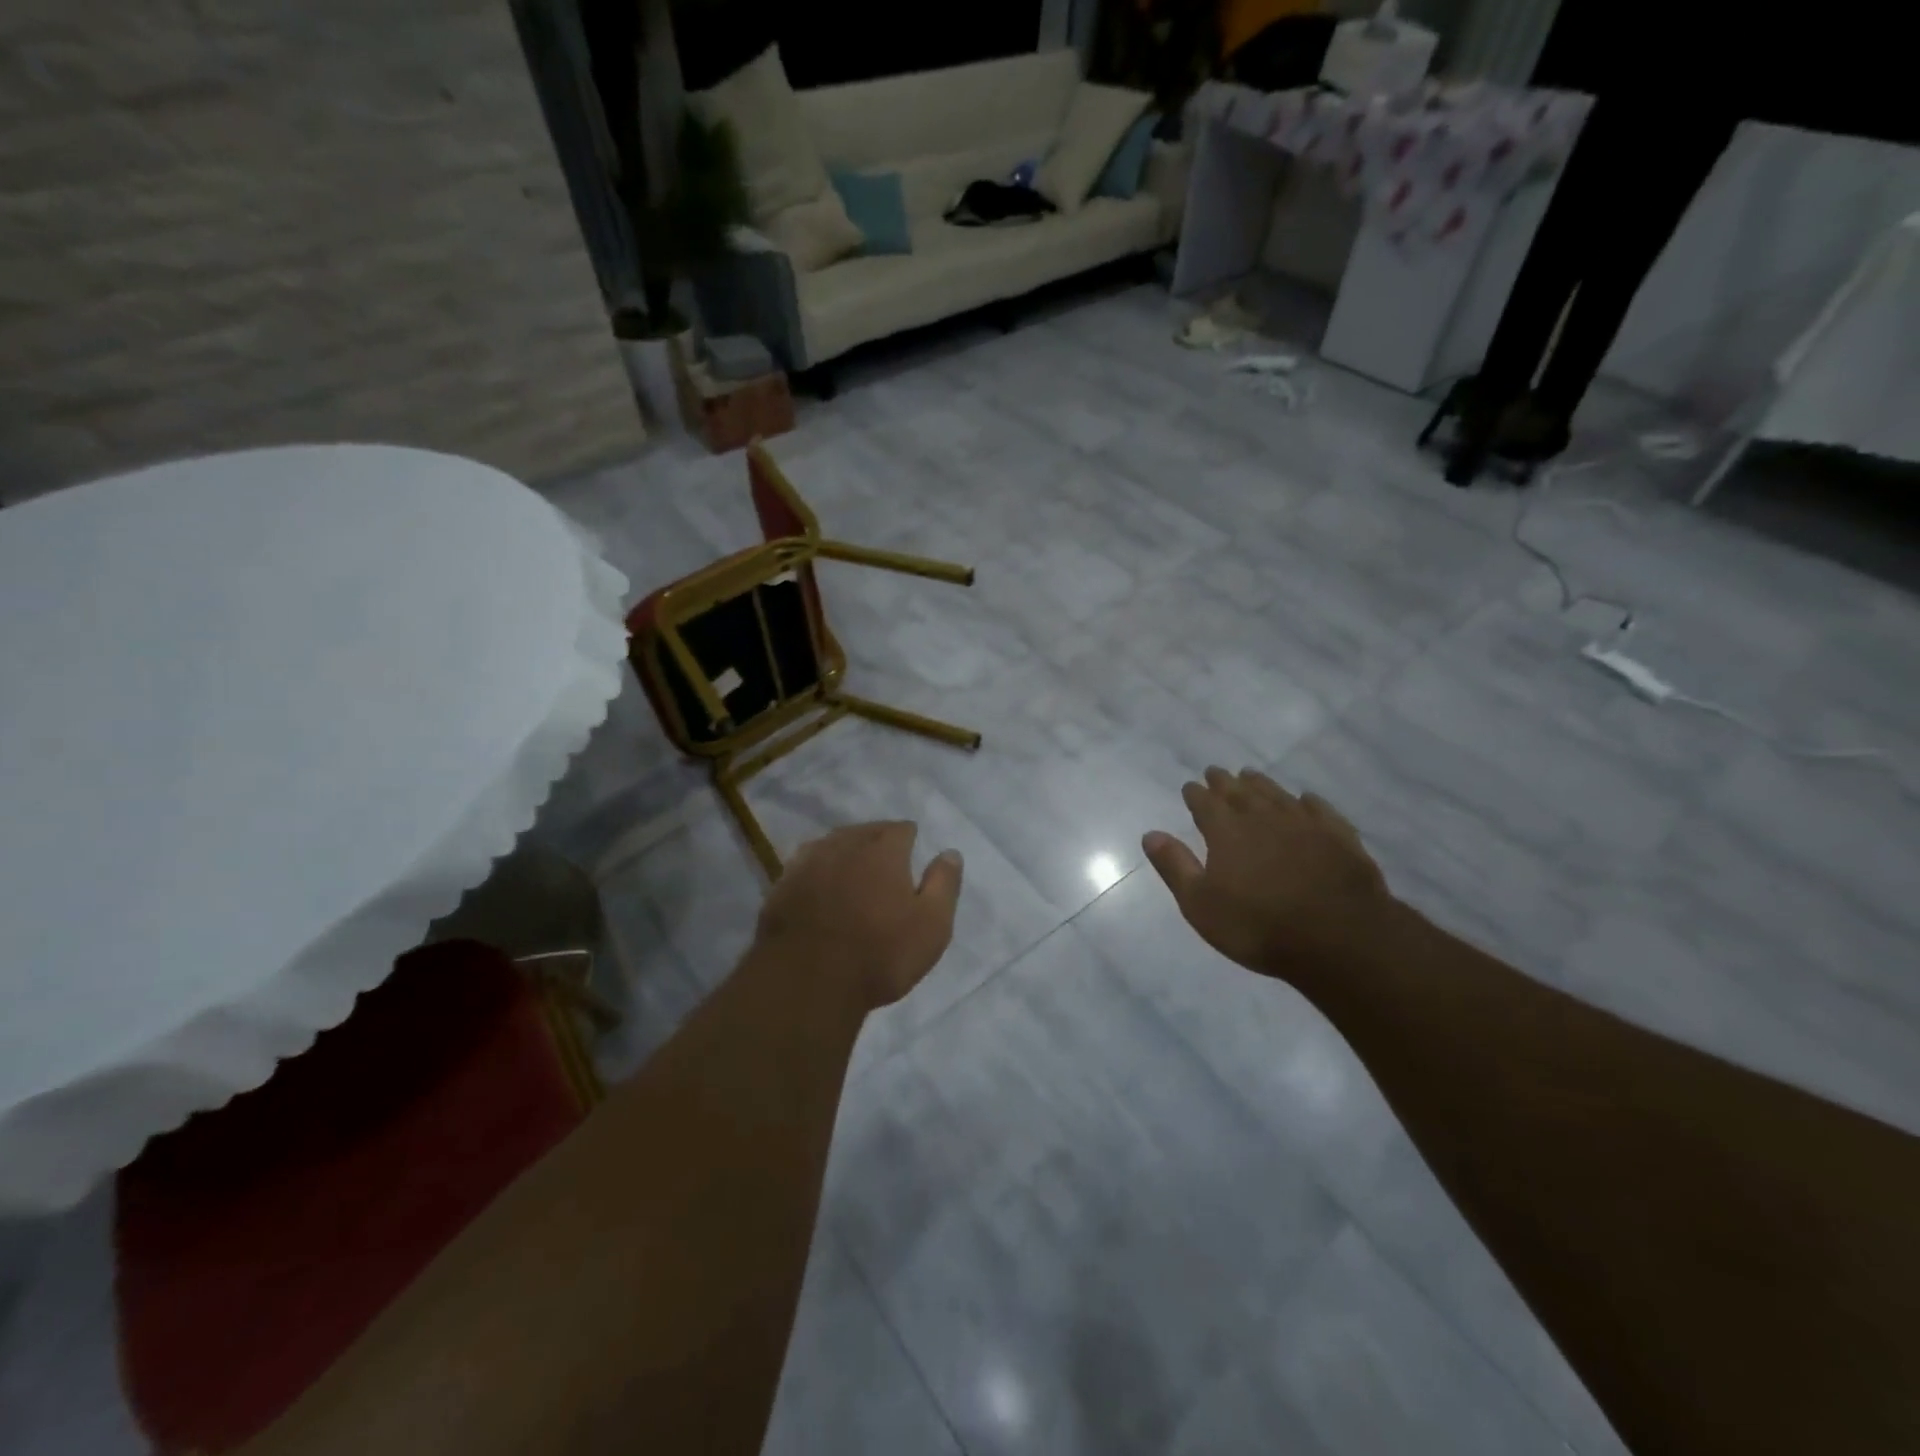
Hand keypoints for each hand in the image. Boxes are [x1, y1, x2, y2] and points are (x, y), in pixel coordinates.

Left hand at [754, 821, 963, 1010]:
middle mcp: (844, 845)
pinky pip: (804, 866)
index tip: (912, 850)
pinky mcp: (781, 886)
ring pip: (831, 844)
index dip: (909, 838)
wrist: (807, 983)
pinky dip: (817, 870)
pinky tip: (818, 884)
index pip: (900, 829)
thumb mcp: (932, 925)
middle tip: (884, 860)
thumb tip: (950, 852)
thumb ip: (944, 884)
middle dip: (876, 840)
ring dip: (844, 851)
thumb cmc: (880, 954)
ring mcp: (807, 863)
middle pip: (864, 831)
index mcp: (883, 850)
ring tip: (851, 867)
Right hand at [1143, 767, 1391, 979]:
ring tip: (1250, 775)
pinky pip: (1320, 810)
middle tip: (1215, 771)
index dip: (1195, 794)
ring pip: (1277, 795)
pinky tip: (1305, 799)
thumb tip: (1150, 834)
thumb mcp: (1201, 904)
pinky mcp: (1339, 837)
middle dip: (1224, 782)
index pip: (1205, 804)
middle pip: (1240, 793)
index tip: (1189, 786)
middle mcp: (1263, 818)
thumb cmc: (1258, 926)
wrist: (1339, 938)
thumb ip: (1175, 866)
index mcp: (1227, 832)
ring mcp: (1304, 824)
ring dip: (1261, 784)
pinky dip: (1308, 801)